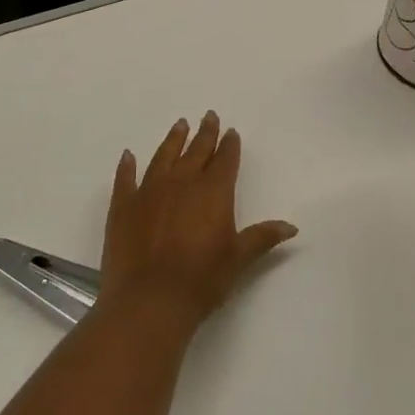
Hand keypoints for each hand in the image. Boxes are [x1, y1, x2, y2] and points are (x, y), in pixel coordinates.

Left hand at [97, 112, 298, 331]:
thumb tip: (291, 226)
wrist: (150, 299)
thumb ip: (262, 237)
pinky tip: (128, 156)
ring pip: (164, 156)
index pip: (225, 160)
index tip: (230, 131)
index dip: (229, 145)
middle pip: (196, 151)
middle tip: (208, 116)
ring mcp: (149, 190)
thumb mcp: (238, 258)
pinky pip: (125, 178)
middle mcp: (182, 182)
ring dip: (173, 140)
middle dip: (205, 133)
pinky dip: (127, 166)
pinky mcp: (123, 205)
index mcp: (214, 192)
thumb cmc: (202, 280)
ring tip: (179, 125)